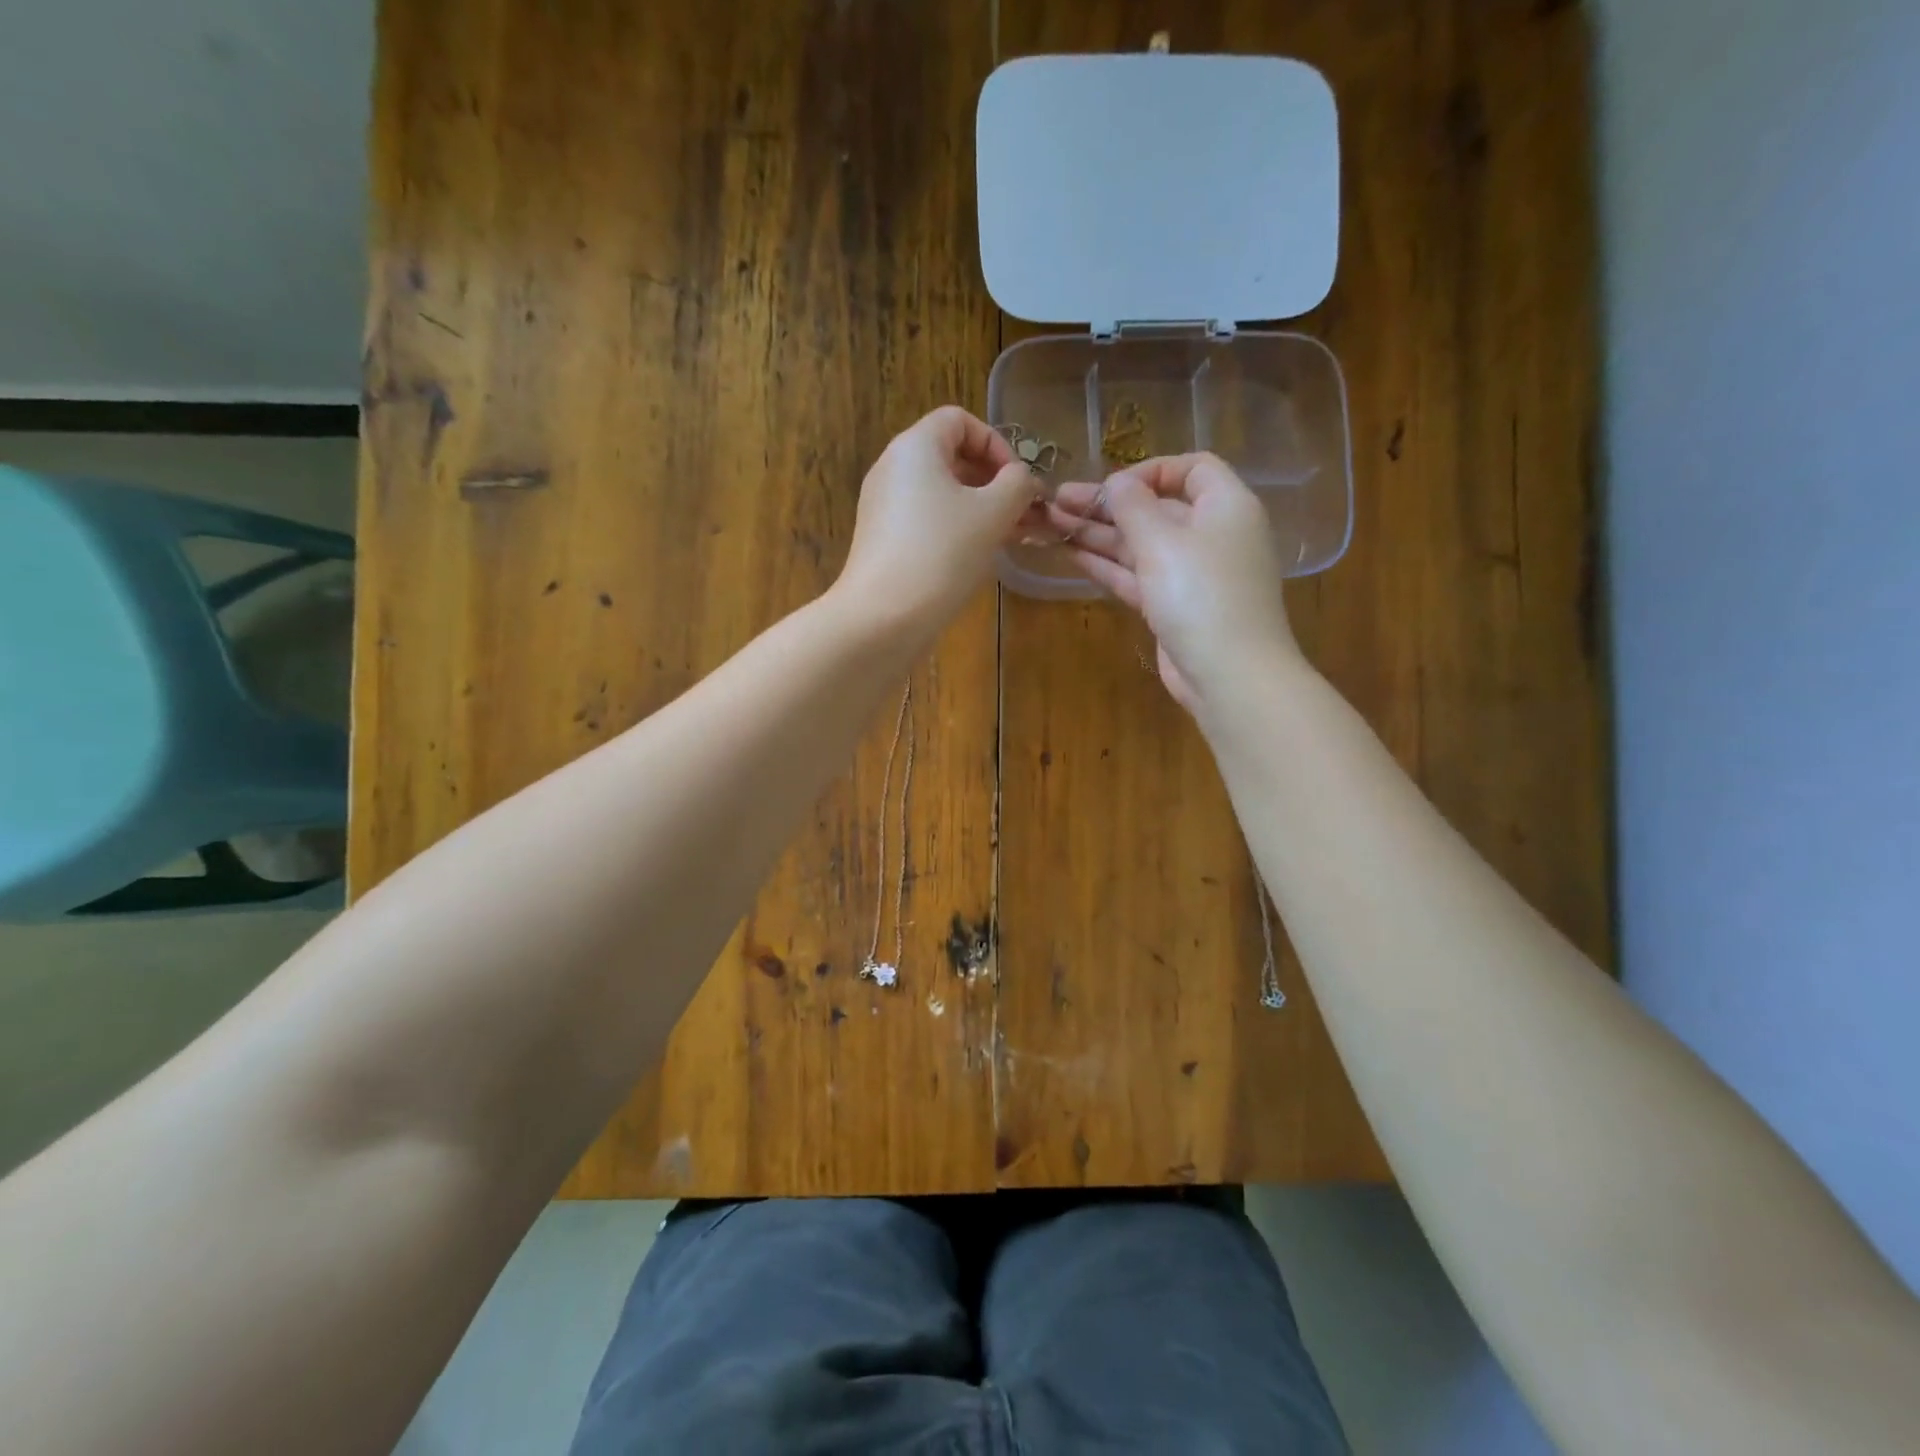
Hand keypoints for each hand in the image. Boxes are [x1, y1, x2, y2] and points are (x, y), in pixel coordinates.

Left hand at [833, 407, 1040, 639]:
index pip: (960, 420)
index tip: (1018, 482)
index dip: (996, 443)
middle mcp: (893, 468)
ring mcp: (884, 507)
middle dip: (993, 481)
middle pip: (951, 457)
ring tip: (1010, 537)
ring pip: (941, 493)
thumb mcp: (993, 513)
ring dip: (979, 509)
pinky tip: (978, 556)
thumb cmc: (942, 554)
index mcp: (915, 447)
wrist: (882, 617)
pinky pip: (927, 520)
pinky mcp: (884, 540)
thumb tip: (1023, 479)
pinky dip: (956, 529)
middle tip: (1022, 513)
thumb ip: (1017, 485)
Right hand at [1048, 454, 1299, 712]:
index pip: (1192, 469)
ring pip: (1140, 545)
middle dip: (1107, 505)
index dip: (1150, 471)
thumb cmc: (1201, 594)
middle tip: (1057, 501)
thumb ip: (1133, 506)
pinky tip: (1071, 554)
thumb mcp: (1163, 541)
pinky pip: (1138, 575)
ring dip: (1098, 534)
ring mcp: (1191, 574)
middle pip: (1156, 509)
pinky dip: (1108, 564)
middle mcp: (1211, 535)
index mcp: (1225, 506)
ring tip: (1051, 524)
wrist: (1229, 674)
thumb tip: (1116, 482)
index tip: (1111, 485)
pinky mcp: (1173, 606)